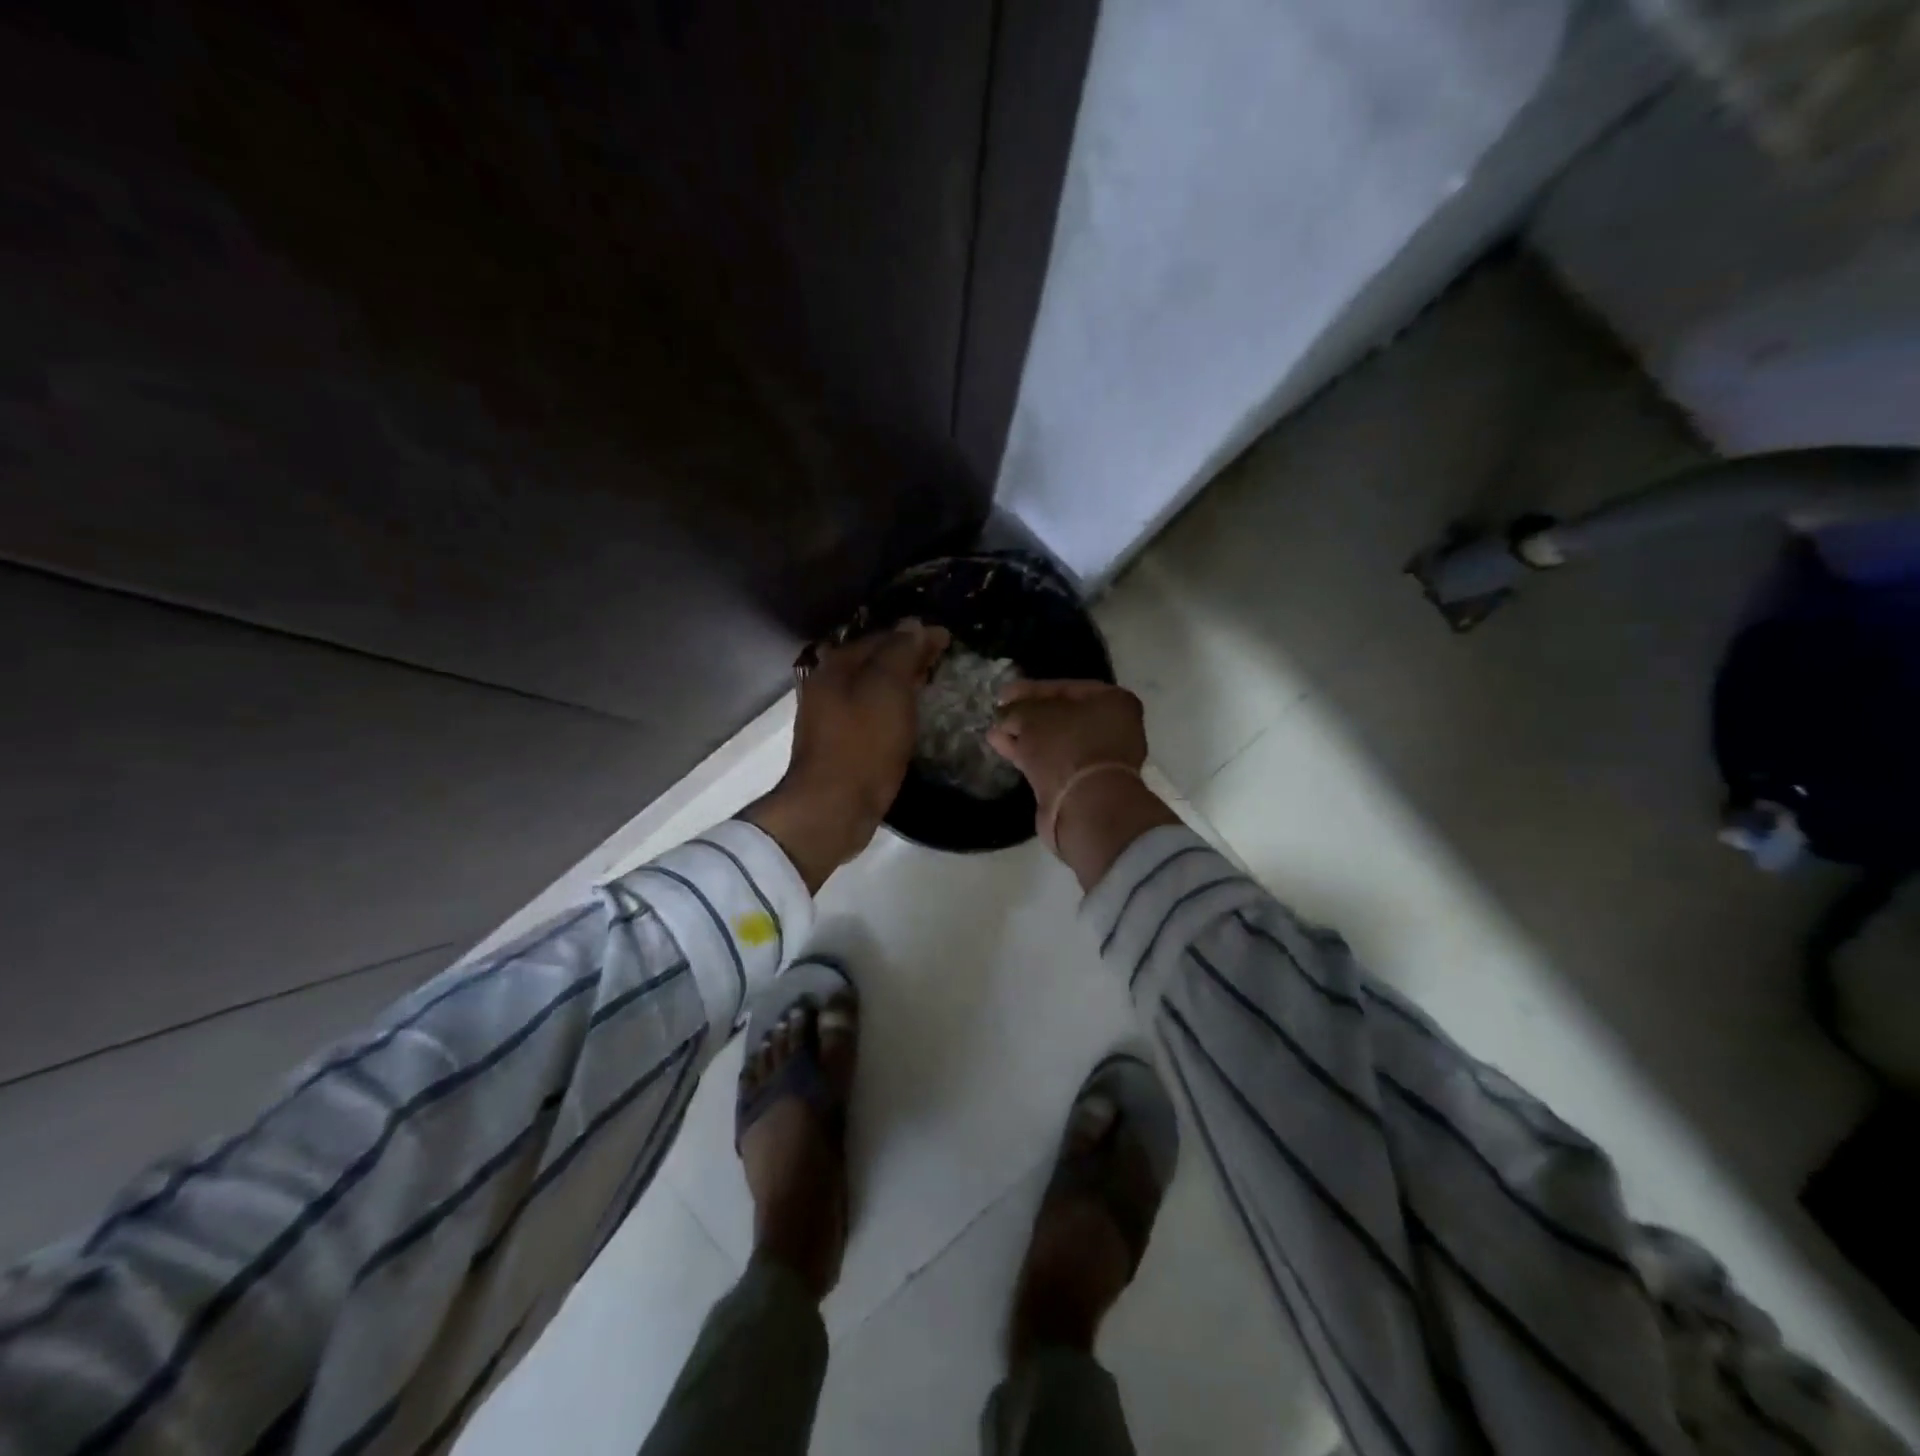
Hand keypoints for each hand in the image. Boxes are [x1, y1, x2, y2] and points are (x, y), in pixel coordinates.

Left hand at [747, 620, 949, 890]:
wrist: (834, 806)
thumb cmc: (863, 742)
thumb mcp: (887, 688)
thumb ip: (901, 652)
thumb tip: (914, 625)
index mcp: (837, 665)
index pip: (882, 637)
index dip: (916, 635)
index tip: (948, 640)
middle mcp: (828, 685)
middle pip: (875, 661)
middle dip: (908, 657)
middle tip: (943, 661)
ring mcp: (831, 716)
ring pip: (872, 688)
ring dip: (901, 683)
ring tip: (931, 685)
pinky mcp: (840, 744)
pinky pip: (871, 713)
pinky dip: (892, 707)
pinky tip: (908, 717)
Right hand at [988, 680, 1178, 886]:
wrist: (1085, 807)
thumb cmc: (1066, 747)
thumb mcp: (1033, 716)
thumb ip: (1017, 708)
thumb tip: (1005, 714)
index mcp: (1113, 701)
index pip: (1065, 687)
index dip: (1030, 689)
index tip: (1002, 694)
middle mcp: (1113, 728)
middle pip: (1061, 716)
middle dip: (1027, 715)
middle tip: (999, 713)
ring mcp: (1100, 760)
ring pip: (1055, 741)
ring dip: (1025, 736)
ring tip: (994, 732)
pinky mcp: (1084, 785)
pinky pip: (1052, 762)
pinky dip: (1029, 754)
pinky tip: (1003, 747)